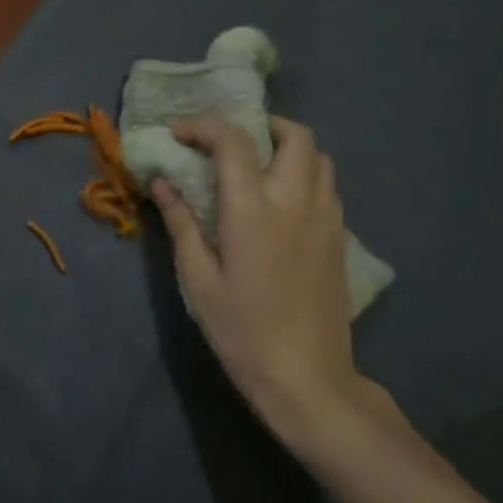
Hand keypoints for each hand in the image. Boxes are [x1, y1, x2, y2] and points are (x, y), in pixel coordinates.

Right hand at [153, 115, 372, 453]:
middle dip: (263, 126)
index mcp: (253, 207)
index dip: (203, 126)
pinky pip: (328, 187)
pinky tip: (283, 204)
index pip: (233, 141)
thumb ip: (181, 222)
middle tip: (232, 142)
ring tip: (259, 168)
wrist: (306, 377)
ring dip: (288, 149)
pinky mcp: (340, 238)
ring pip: (319, 157)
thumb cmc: (241, 329)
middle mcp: (295, 200)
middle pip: (295, 135)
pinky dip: (305, 176)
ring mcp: (326, 217)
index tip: (179, 133)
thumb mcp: (198, 278)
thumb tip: (162, 181)